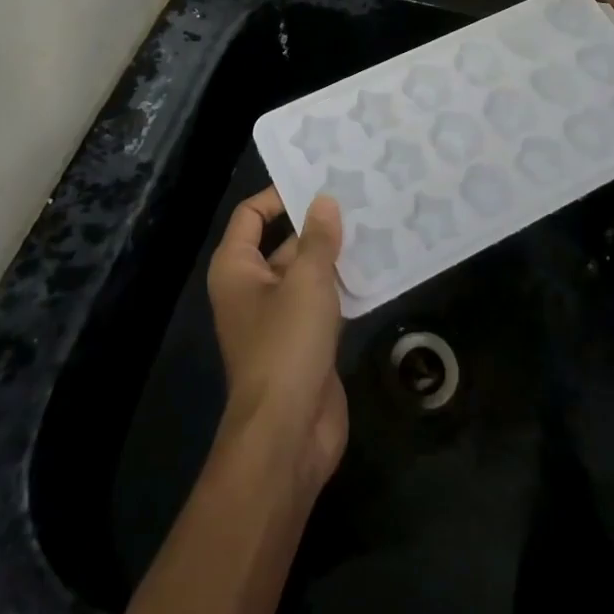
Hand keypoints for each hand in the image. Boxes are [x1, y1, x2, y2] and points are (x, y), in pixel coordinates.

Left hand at [207, 187, 347, 495]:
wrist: (288, 434)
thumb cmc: (286, 345)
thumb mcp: (305, 282)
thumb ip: (317, 239)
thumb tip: (324, 201)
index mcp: (237, 268)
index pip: (251, 215)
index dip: (279, 195)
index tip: (318, 179)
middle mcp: (253, 287)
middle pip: (283, 241)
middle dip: (316, 222)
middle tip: (357, 195)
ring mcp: (279, 317)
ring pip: (307, 272)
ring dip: (335, 254)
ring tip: (375, 222)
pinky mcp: (305, 341)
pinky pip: (323, 301)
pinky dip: (344, 285)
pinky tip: (377, 267)